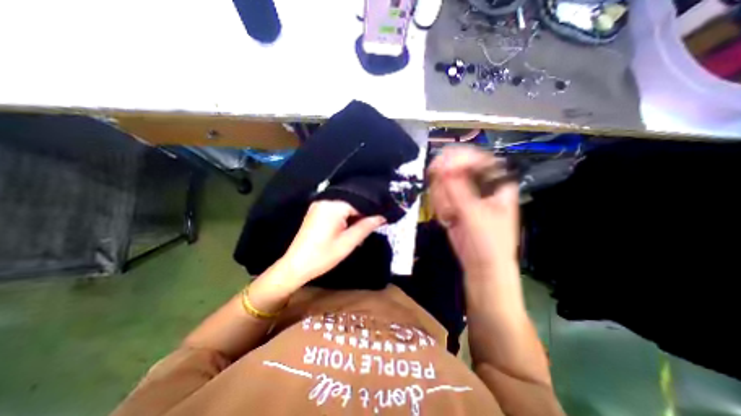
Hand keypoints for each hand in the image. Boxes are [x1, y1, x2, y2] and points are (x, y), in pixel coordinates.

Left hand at [275, 200, 384, 285]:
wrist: (296, 266)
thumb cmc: (323, 255)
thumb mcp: (348, 242)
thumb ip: (367, 226)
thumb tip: (382, 216)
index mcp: (333, 205)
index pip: (360, 201)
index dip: (370, 212)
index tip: (379, 221)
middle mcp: (326, 200)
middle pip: (352, 202)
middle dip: (362, 214)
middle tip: (369, 228)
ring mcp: (319, 205)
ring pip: (345, 206)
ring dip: (353, 217)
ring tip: (358, 232)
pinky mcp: (316, 211)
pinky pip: (336, 209)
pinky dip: (344, 217)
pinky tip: (347, 229)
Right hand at [430, 144, 519, 277]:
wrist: (481, 264)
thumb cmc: (489, 240)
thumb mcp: (475, 213)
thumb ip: (458, 189)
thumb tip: (443, 167)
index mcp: (496, 182)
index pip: (478, 159)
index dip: (459, 159)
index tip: (441, 166)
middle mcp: (480, 184)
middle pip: (457, 168)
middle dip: (445, 183)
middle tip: (442, 197)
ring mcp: (465, 193)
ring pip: (444, 182)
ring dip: (442, 199)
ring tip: (450, 216)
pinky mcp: (454, 203)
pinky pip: (440, 196)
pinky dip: (439, 207)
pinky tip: (447, 219)